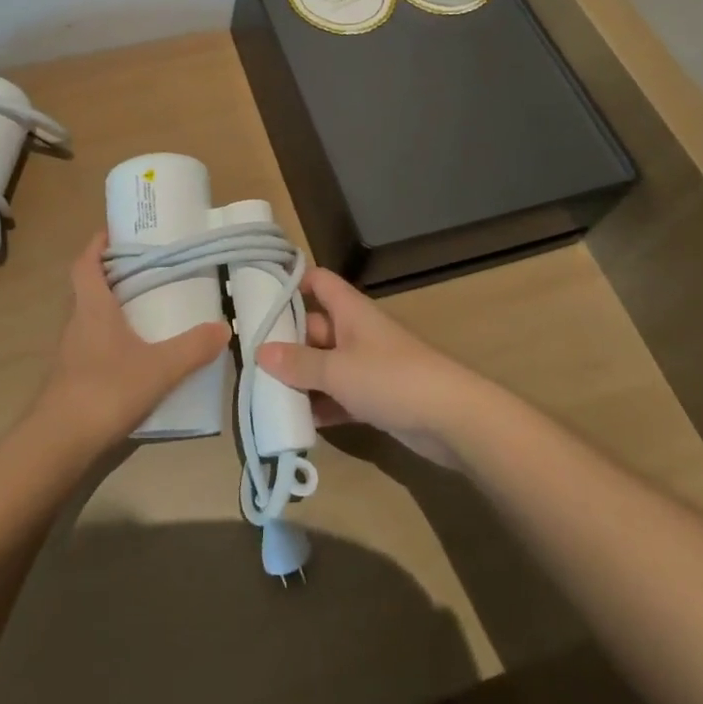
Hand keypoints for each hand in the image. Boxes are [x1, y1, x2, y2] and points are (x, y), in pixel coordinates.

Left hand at [34, 233, 229, 447]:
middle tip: (142, 268)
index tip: (114, 233)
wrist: (59, 442)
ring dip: (109, 306)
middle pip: (86, 286)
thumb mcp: (159, 368)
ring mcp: (70, 351)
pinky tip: (131, 353)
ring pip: (88, 316)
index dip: (96, 245)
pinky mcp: (71, 377)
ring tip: (142, 307)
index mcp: (92, 306)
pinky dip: (108, 337)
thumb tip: (224, 327)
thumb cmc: (106, 390)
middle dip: (109, 273)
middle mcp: (77, 321)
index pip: (84, 263)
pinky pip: (90, 343)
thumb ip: (192, 348)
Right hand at [257, 266, 481, 466]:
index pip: (317, 281)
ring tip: (265, 393)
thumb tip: (260, 352)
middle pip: (315, 326)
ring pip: (325, 364)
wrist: (452, 419)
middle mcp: (356, 331)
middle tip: (250, 358)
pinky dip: (322, 405)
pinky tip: (298, 422)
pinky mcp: (377, 397)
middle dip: (286, 341)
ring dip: (302, 378)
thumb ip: (298, 362)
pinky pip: (340, 395)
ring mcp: (367, 365)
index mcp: (349, 309)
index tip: (259, 294)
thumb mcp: (336, 370)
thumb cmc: (390, 378)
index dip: (291, 282)